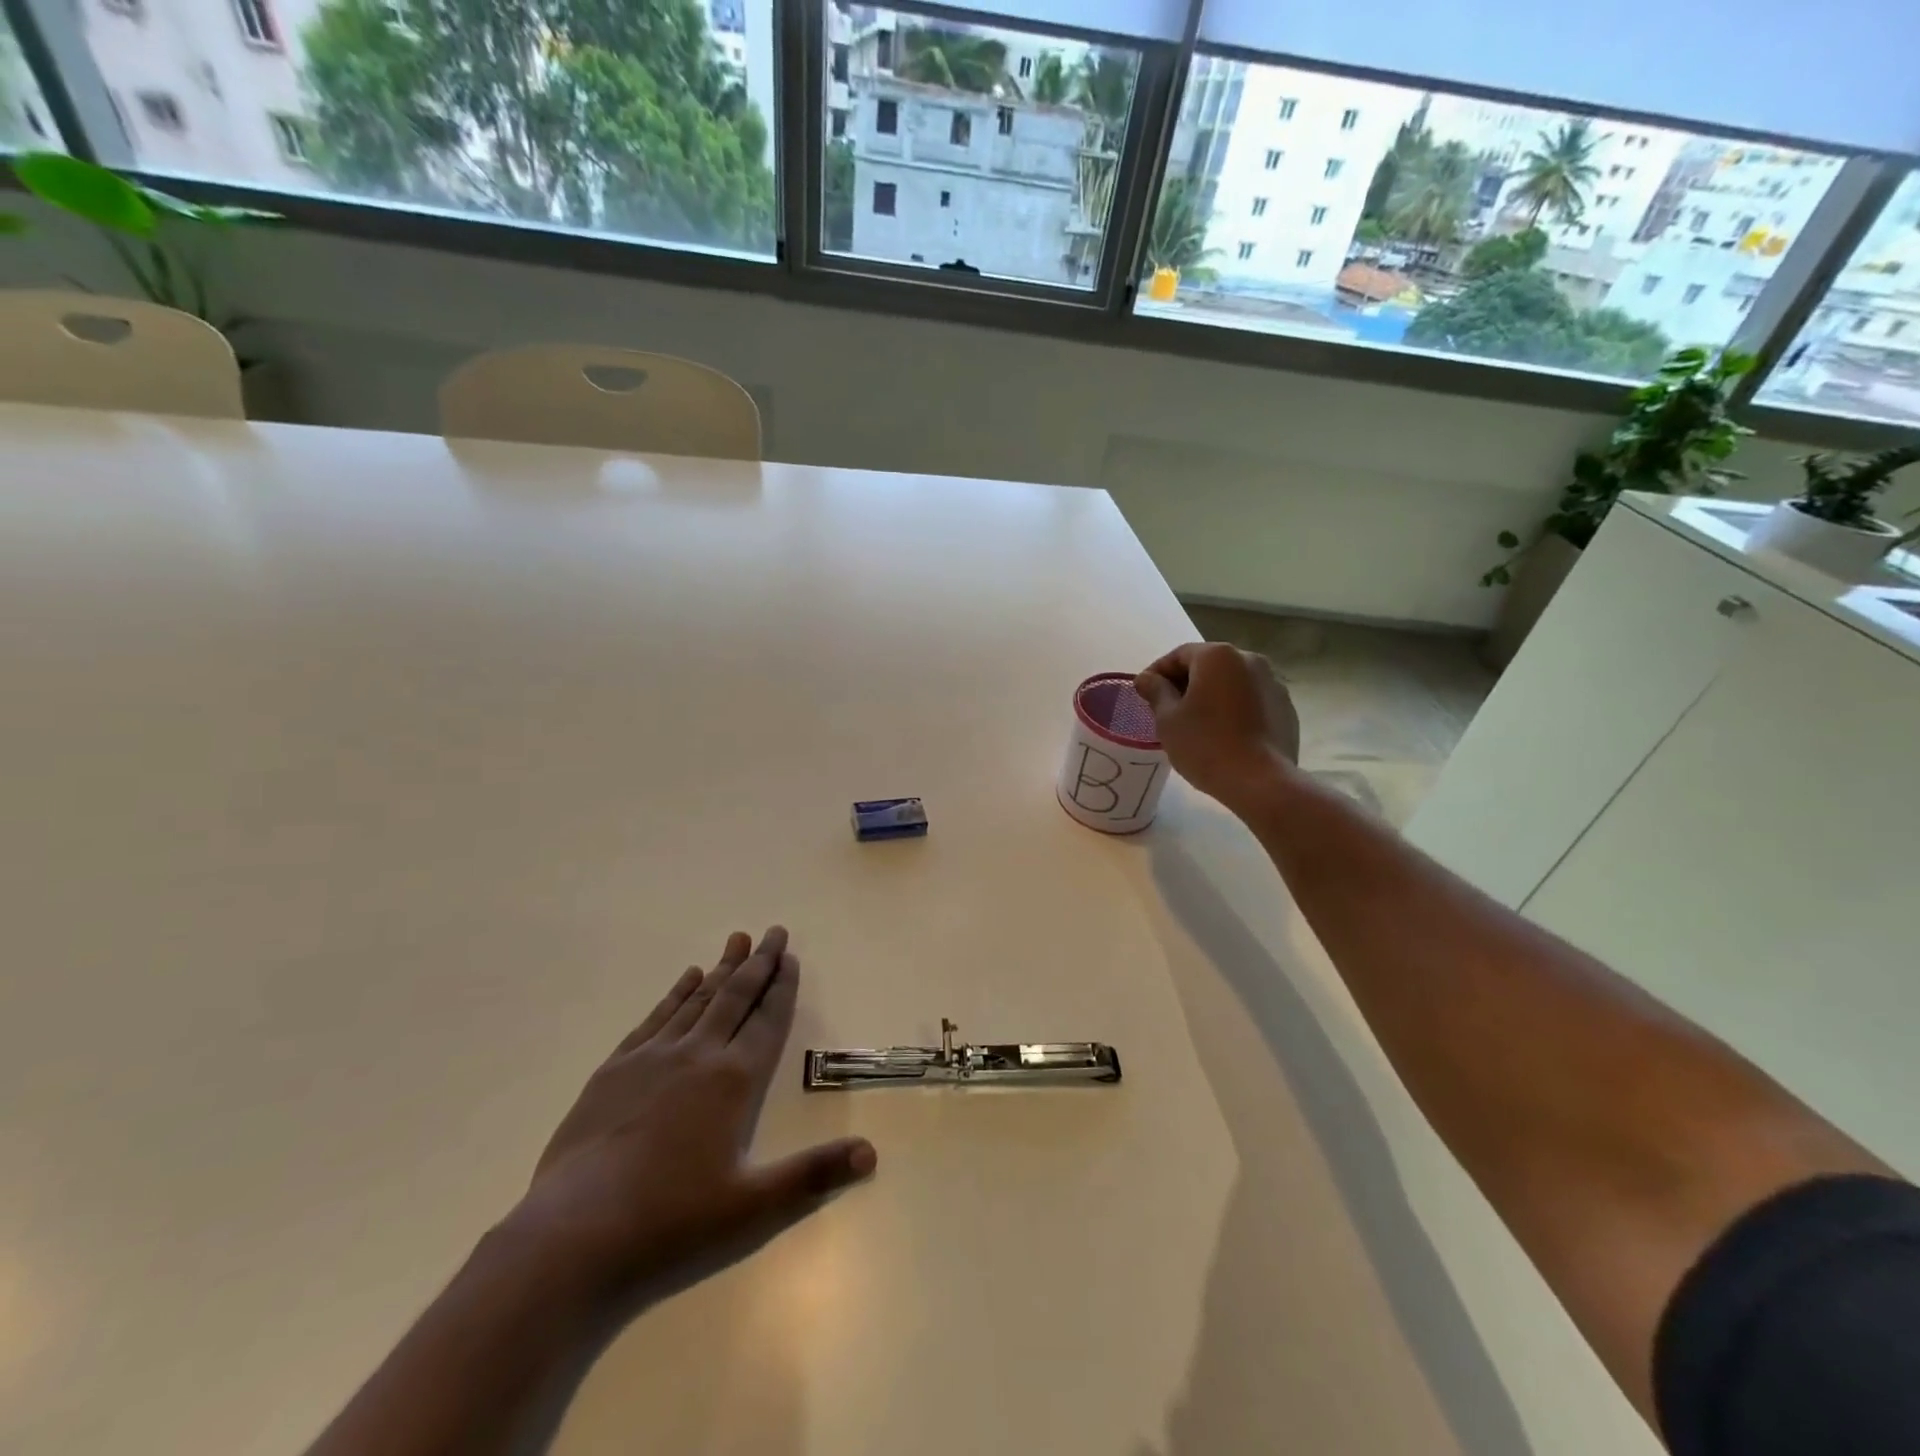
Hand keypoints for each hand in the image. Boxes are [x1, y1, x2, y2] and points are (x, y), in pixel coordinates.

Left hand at [506, 926, 875, 1305]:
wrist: (572, 1234)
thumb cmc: (669, 1221)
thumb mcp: (751, 1208)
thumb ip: (812, 1176)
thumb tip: (871, 1154)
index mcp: (733, 1081)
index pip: (767, 1021)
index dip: (782, 988)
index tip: (791, 957)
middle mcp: (697, 1056)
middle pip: (736, 997)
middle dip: (759, 963)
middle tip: (774, 931)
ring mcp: (652, 1058)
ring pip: (697, 1000)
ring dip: (721, 969)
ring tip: (737, 940)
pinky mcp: (615, 1070)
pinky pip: (655, 1018)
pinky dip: (675, 994)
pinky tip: (685, 978)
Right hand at [1136, 643, 1299, 806]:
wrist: (1260, 782)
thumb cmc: (1205, 745)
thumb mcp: (1168, 719)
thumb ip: (1156, 692)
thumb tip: (1147, 679)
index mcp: (1218, 656)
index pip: (1179, 655)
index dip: (1157, 673)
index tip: (1144, 694)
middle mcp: (1250, 660)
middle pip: (1208, 665)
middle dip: (1185, 683)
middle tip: (1166, 709)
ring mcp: (1273, 683)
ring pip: (1231, 682)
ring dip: (1211, 695)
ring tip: (1196, 723)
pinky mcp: (1286, 708)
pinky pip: (1251, 700)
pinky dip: (1233, 709)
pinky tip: (1223, 734)